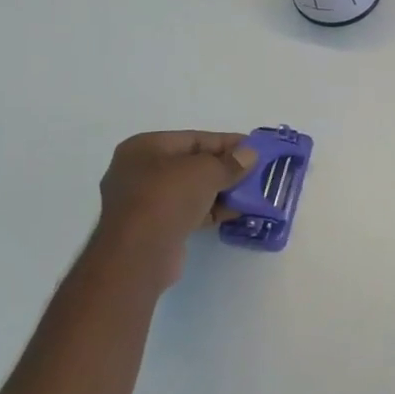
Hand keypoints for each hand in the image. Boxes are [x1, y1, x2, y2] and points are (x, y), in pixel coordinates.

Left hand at [94, 131, 258, 277]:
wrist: (137, 255)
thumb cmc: (167, 199)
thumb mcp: (205, 171)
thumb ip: (230, 162)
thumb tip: (249, 155)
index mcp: (145, 148)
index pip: (195, 139)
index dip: (227, 142)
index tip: (256, 148)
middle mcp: (140, 171)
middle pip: (193, 164)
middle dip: (226, 168)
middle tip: (257, 172)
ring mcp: (145, 201)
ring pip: (192, 189)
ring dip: (222, 191)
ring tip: (254, 193)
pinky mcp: (154, 227)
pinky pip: (189, 211)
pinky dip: (212, 210)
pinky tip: (237, 212)